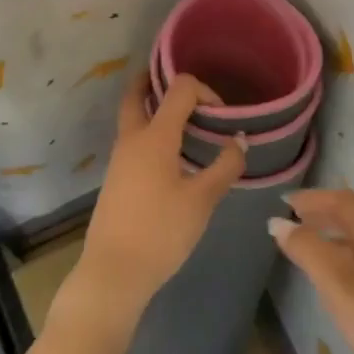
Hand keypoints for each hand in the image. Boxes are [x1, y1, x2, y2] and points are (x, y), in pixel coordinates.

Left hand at [53, 71, 247, 345]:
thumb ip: (224, 167)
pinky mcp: (115, 179)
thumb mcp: (202, 200)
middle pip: (136, 95)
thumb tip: (239, 141)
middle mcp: (132, 139)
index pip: (179, 90)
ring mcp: (119, 159)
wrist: (114, 271)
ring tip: (185, 120)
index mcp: (155, 136)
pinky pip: (132, 141)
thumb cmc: (161, 231)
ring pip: (132, 118)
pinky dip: (149, 132)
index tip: (223, 115)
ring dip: (153, 109)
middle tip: (183, 87)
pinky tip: (171, 155)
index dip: (205, 91)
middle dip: (155, 82)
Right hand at [271, 189, 353, 353]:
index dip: (314, 198)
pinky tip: (343, 296)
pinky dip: (350, 269)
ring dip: (336, 243)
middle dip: (325, 218)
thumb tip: (279, 222)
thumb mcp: (342, 288)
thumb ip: (309, 252)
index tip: (284, 202)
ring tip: (310, 256)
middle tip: (293, 224)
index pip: (346, 202)